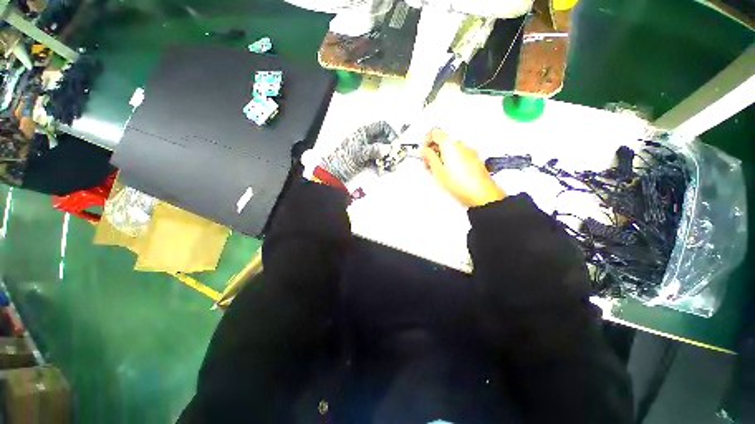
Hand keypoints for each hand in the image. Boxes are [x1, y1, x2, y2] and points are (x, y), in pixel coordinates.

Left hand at [320, 121, 396, 182]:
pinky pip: (382, 161)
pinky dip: (386, 165)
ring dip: (391, 158)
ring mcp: (370, 151)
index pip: (382, 126)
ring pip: (385, 151)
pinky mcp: (370, 162)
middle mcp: (369, 141)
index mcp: (364, 133)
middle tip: (397, 156)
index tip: (396, 142)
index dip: (391, 132)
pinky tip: (388, 169)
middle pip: (386, 140)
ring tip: (393, 165)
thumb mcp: (357, 153)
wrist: (334, 173)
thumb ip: (372, 150)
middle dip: (393, 147)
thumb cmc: (342, 160)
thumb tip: (386, 149)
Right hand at [421, 129, 505, 207]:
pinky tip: (448, 174)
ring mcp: (469, 151)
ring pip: (450, 149)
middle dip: (433, 151)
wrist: (481, 194)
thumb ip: (429, 157)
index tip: (423, 152)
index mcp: (450, 144)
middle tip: (428, 164)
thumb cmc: (461, 183)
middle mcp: (460, 144)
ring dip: (441, 157)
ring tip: (437, 172)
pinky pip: (458, 155)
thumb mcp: (437, 171)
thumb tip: (423, 150)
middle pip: (442, 141)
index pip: (434, 132)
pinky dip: (450, 160)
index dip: (425, 141)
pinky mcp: (473, 159)